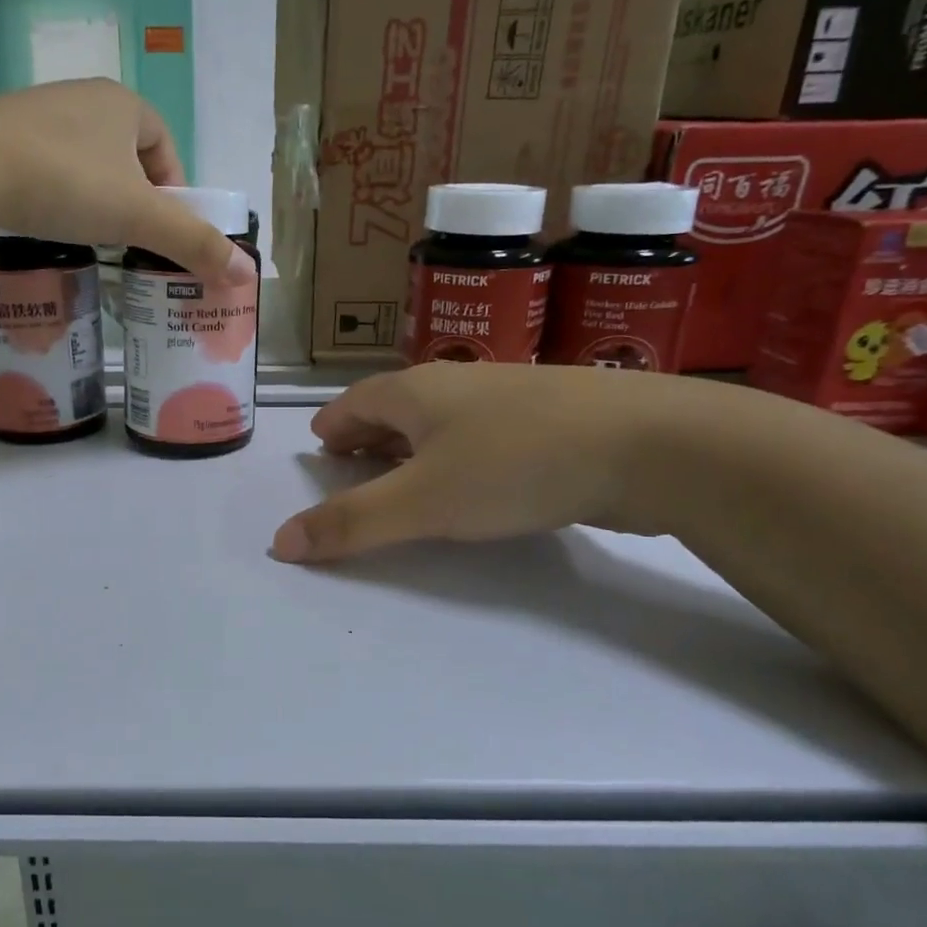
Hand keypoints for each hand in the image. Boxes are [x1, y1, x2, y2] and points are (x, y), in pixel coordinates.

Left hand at [0, 80, 254, 285]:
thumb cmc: (66, 182)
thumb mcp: (139, 217)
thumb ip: (193, 243)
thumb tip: (245, 274)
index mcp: (123, 103)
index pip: (164, 146)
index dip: (173, 190)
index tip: (163, 230)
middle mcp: (81, 98)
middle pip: (125, 155)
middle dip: (133, 197)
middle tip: (128, 240)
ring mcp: (34, 113)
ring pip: (83, 161)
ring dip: (93, 197)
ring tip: (88, 237)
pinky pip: (43, 167)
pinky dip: (54, 195)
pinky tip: (45, 222)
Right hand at [269, 363, 716, 562]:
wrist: (648, 443)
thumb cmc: (514, 464)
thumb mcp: (423, 501)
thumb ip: (351, 523)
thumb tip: (278, 543)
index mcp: (415, 390)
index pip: (354, 402)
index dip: (332, 425)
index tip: (318, 445)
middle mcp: (455, 384)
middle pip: (394, 405)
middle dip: (366, 434)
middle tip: (349, 464)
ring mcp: (505, 397)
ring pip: (439, 419)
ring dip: (410, 444)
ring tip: (400, 474)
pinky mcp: (546, 419)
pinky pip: (478, 433)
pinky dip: (454, 453)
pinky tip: (471, 479)